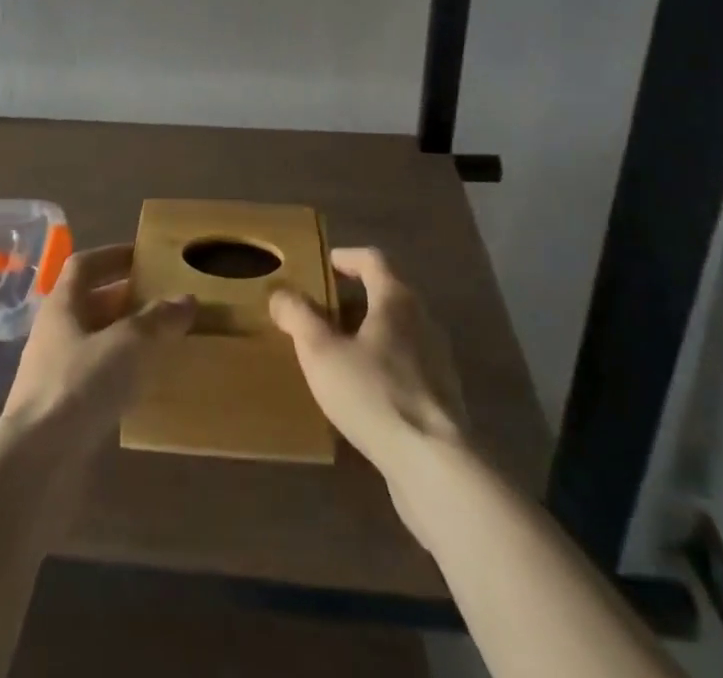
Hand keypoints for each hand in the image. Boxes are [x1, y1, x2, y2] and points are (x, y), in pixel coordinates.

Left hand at [1, 244, 192, 454]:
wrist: (34, 464)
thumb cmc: (78, 386)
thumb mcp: (127, 344)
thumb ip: (157, 320)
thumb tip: (187, 299)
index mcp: (62, 305)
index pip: (84, 265)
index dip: (112, 255)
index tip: (143, 256)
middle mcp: (54, 332)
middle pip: (91, 303)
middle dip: (125, 298)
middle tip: (163, 299)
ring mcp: (55, 373)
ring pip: (95, 342)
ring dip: (125, 338)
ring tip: (162, 340)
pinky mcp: (61, 410)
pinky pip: (95, 378)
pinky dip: (120, 374)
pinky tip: (144, 386)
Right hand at [269, 247, 468, 478]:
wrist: (434, 465)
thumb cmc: (374, 394)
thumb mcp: (321, 351)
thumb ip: (298, 316)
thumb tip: (280, 293)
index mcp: (397, 299)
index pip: (372, 259)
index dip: (345, 257)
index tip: (323, 265)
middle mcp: (423, 320)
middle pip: (386, 294)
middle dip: (352, 299)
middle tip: (320, 312)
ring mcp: (438, 361)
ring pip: (397, 332)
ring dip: (367, 334)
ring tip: (336, 352)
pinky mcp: (442, 398)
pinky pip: (406, 366)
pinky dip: (382, 366)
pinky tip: (361, 392)